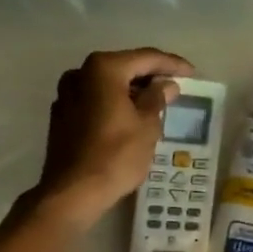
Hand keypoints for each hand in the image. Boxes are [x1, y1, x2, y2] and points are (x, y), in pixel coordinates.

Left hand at [29, 48, 194, 227]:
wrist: (73, 192)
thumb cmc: (116, 155)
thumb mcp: (147, 126)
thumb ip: (157, 98)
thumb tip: (165, 85)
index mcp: (103, 69)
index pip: (145, 58)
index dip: (171, 64)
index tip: (191, 72)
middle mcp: (80, 74)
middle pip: (123, 67)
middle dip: (149, 76)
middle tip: (174, 86)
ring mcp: (66, 95)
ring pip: (107, 85)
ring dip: (131, 90)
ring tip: (155, 103)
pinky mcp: (61, 116)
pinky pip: (94, 100)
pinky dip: (113, 103)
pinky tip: (129, 117)